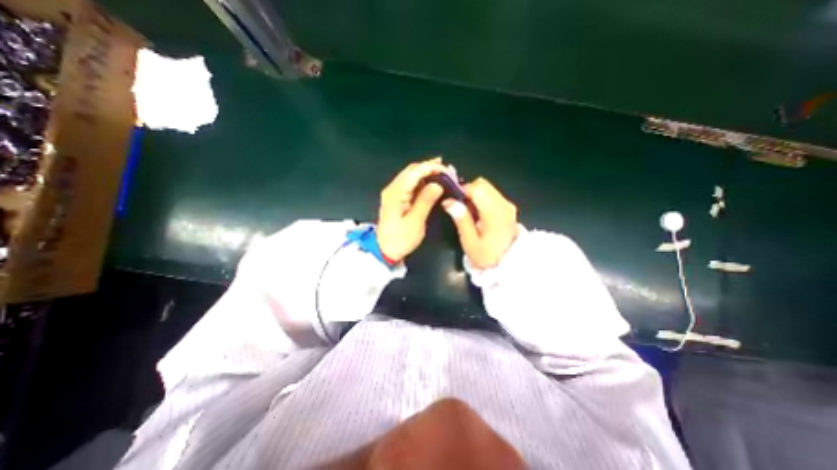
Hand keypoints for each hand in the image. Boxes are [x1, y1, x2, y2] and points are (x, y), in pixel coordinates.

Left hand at [376, 155, 447, 261]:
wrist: (384, 250)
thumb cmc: (400, 239)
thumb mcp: (415, 222)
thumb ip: (426, 201)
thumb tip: (438, 184)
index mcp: (395, 193)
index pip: (415, 172)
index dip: (432, 168)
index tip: (448, 172)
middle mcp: (393, 188)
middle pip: (413, 170)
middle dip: (431, 168)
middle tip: (449, 172)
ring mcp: (394, 192)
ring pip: (412, 175)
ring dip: (428, 173)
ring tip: (445, 176)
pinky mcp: (397, 197)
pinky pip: (411, 184)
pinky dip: (424, 181)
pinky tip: (434, 183)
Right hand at [444, 178, 517, 269]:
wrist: (508, 264)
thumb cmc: (486, 256)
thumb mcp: (470, 242)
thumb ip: (461, 219)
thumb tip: (449, 201)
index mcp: (494, 213)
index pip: (477, 188)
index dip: (462, 191)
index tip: (453, 202)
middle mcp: (504, 205)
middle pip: (482, 184)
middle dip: (468, 191)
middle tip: (460, 207)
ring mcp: (508, 205)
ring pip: (487, 187)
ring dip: (474, 194)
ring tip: (468, 212)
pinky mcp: (508, 207)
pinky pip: (491, 194)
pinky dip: (481, 198)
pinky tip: (477, 213)